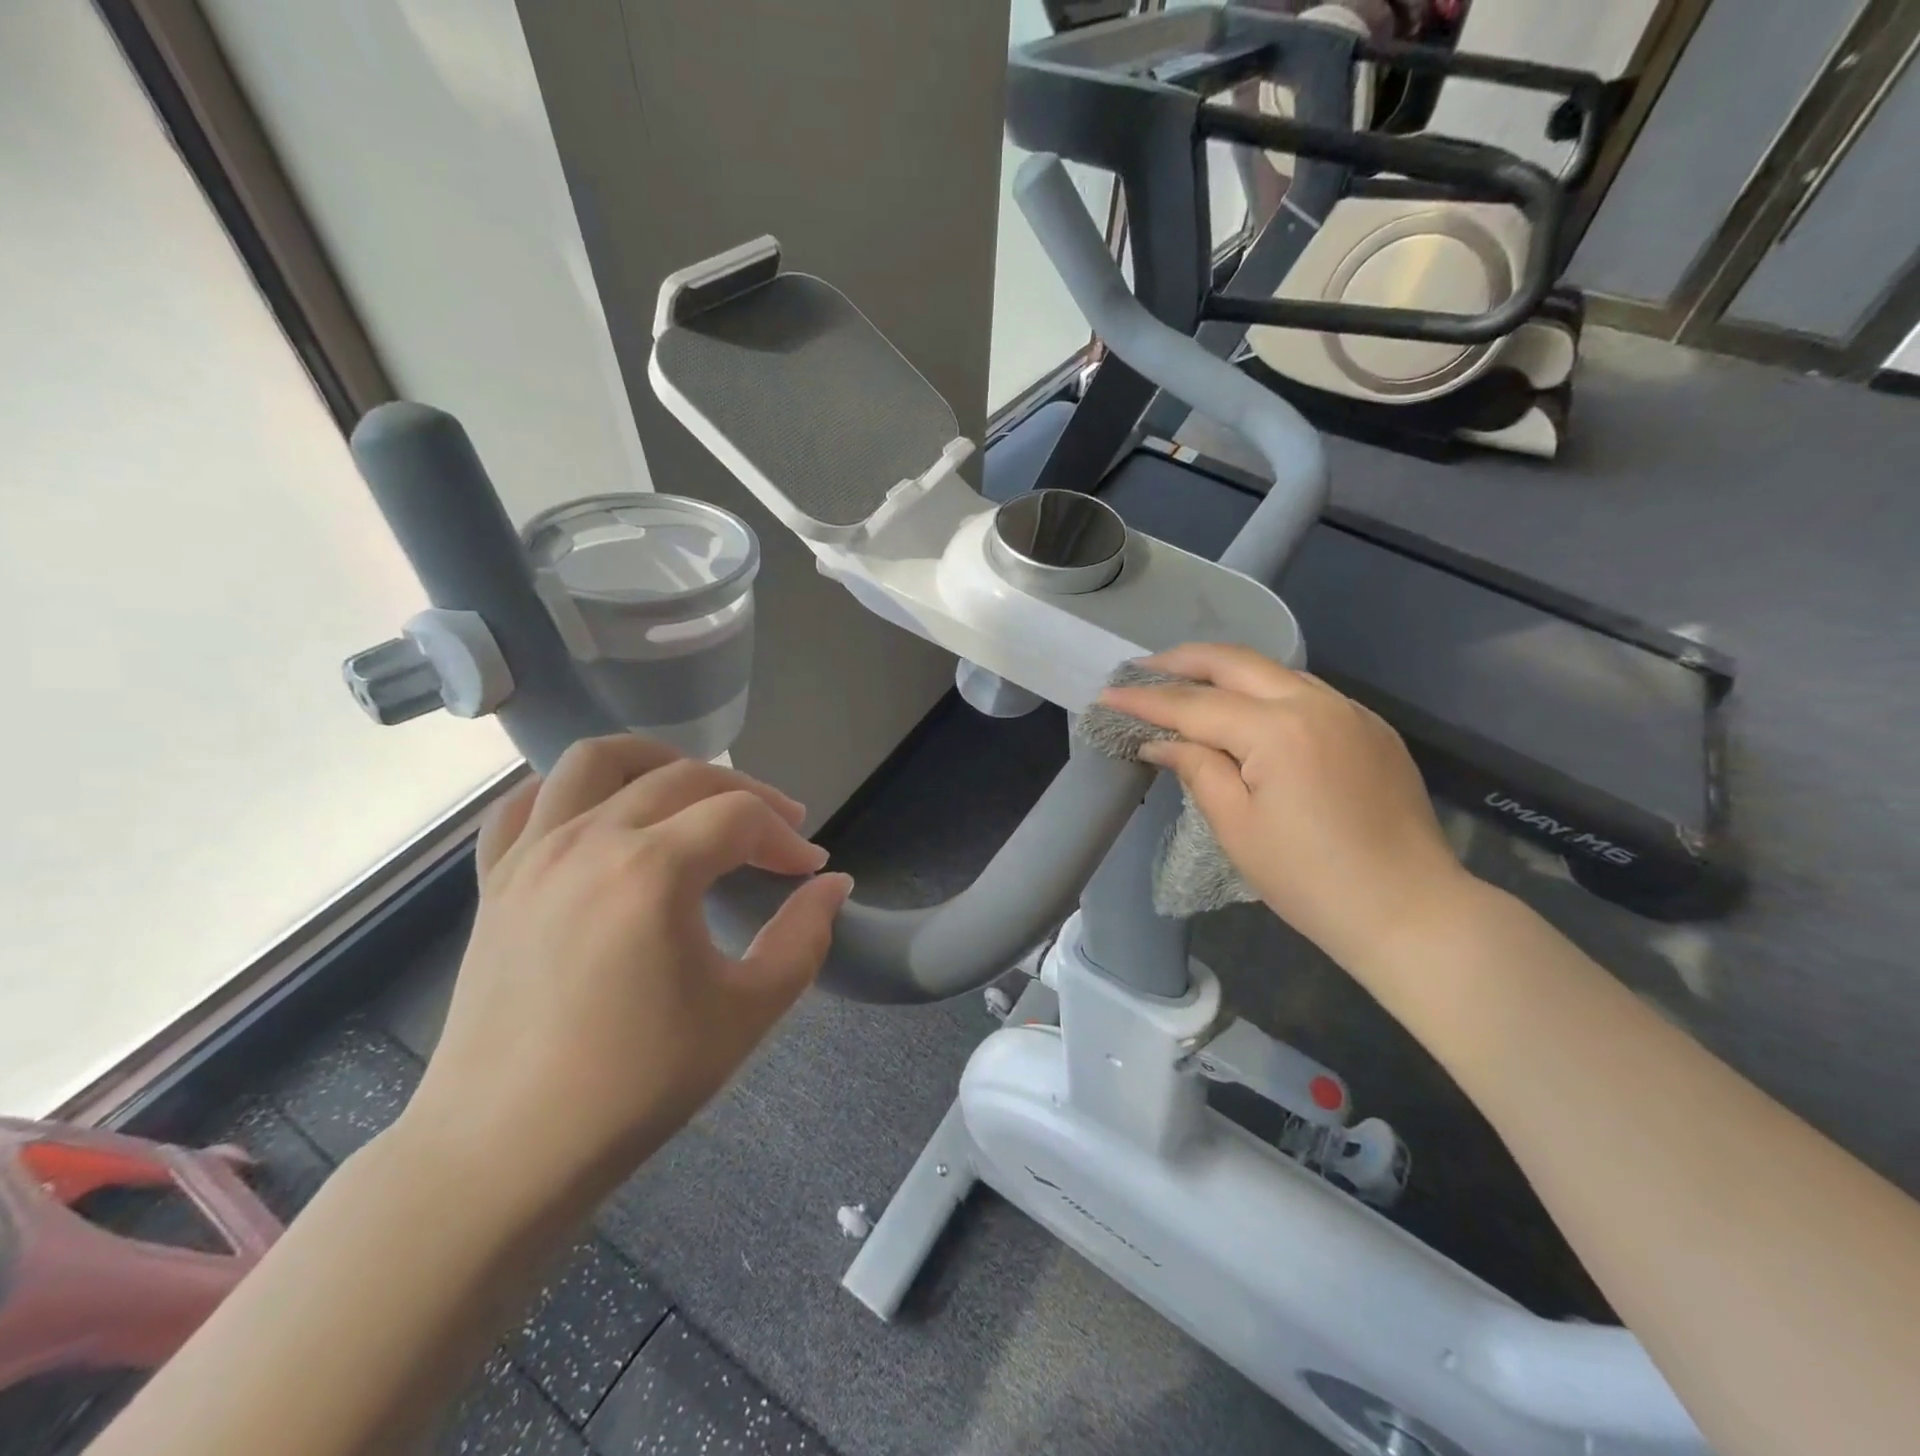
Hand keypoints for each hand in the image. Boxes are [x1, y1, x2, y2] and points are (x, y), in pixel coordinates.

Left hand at [399, 736, 852, 1218]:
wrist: (505, 1152)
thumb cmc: (636, 1084)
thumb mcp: (747, 1012)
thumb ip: (804, 937)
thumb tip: (833, 885)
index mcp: (652, 869)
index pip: (740, 818)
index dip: (786, 837)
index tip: (809, 870)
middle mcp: (589, 840)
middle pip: (684, 776)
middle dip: (745, 794)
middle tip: (778, 832)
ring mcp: (533, 854)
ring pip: (597, 760)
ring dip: (657, 761)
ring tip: (692, 791)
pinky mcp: (496, 881)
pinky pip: (527, 802)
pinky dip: (571, 790)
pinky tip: (600, 812)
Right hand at [1098, 643, 1470, 977]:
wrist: (1410, 910)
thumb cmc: (1310, 879)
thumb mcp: (1237, 827)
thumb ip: (1197, 769)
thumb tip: (1162, 742)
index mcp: (1279, 730)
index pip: (1196, 704)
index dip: (1147, 700)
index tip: (1108, 693)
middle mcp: (1316, 703)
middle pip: (1236, 662)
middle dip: (1183, 660)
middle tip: (1142, 668)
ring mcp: (1350, 711)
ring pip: (1274, 671)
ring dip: (1224, 671)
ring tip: (1185, 681)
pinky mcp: (1370, 728)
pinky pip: (1305, 693)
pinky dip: (1264, 691)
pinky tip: (1245, 709)